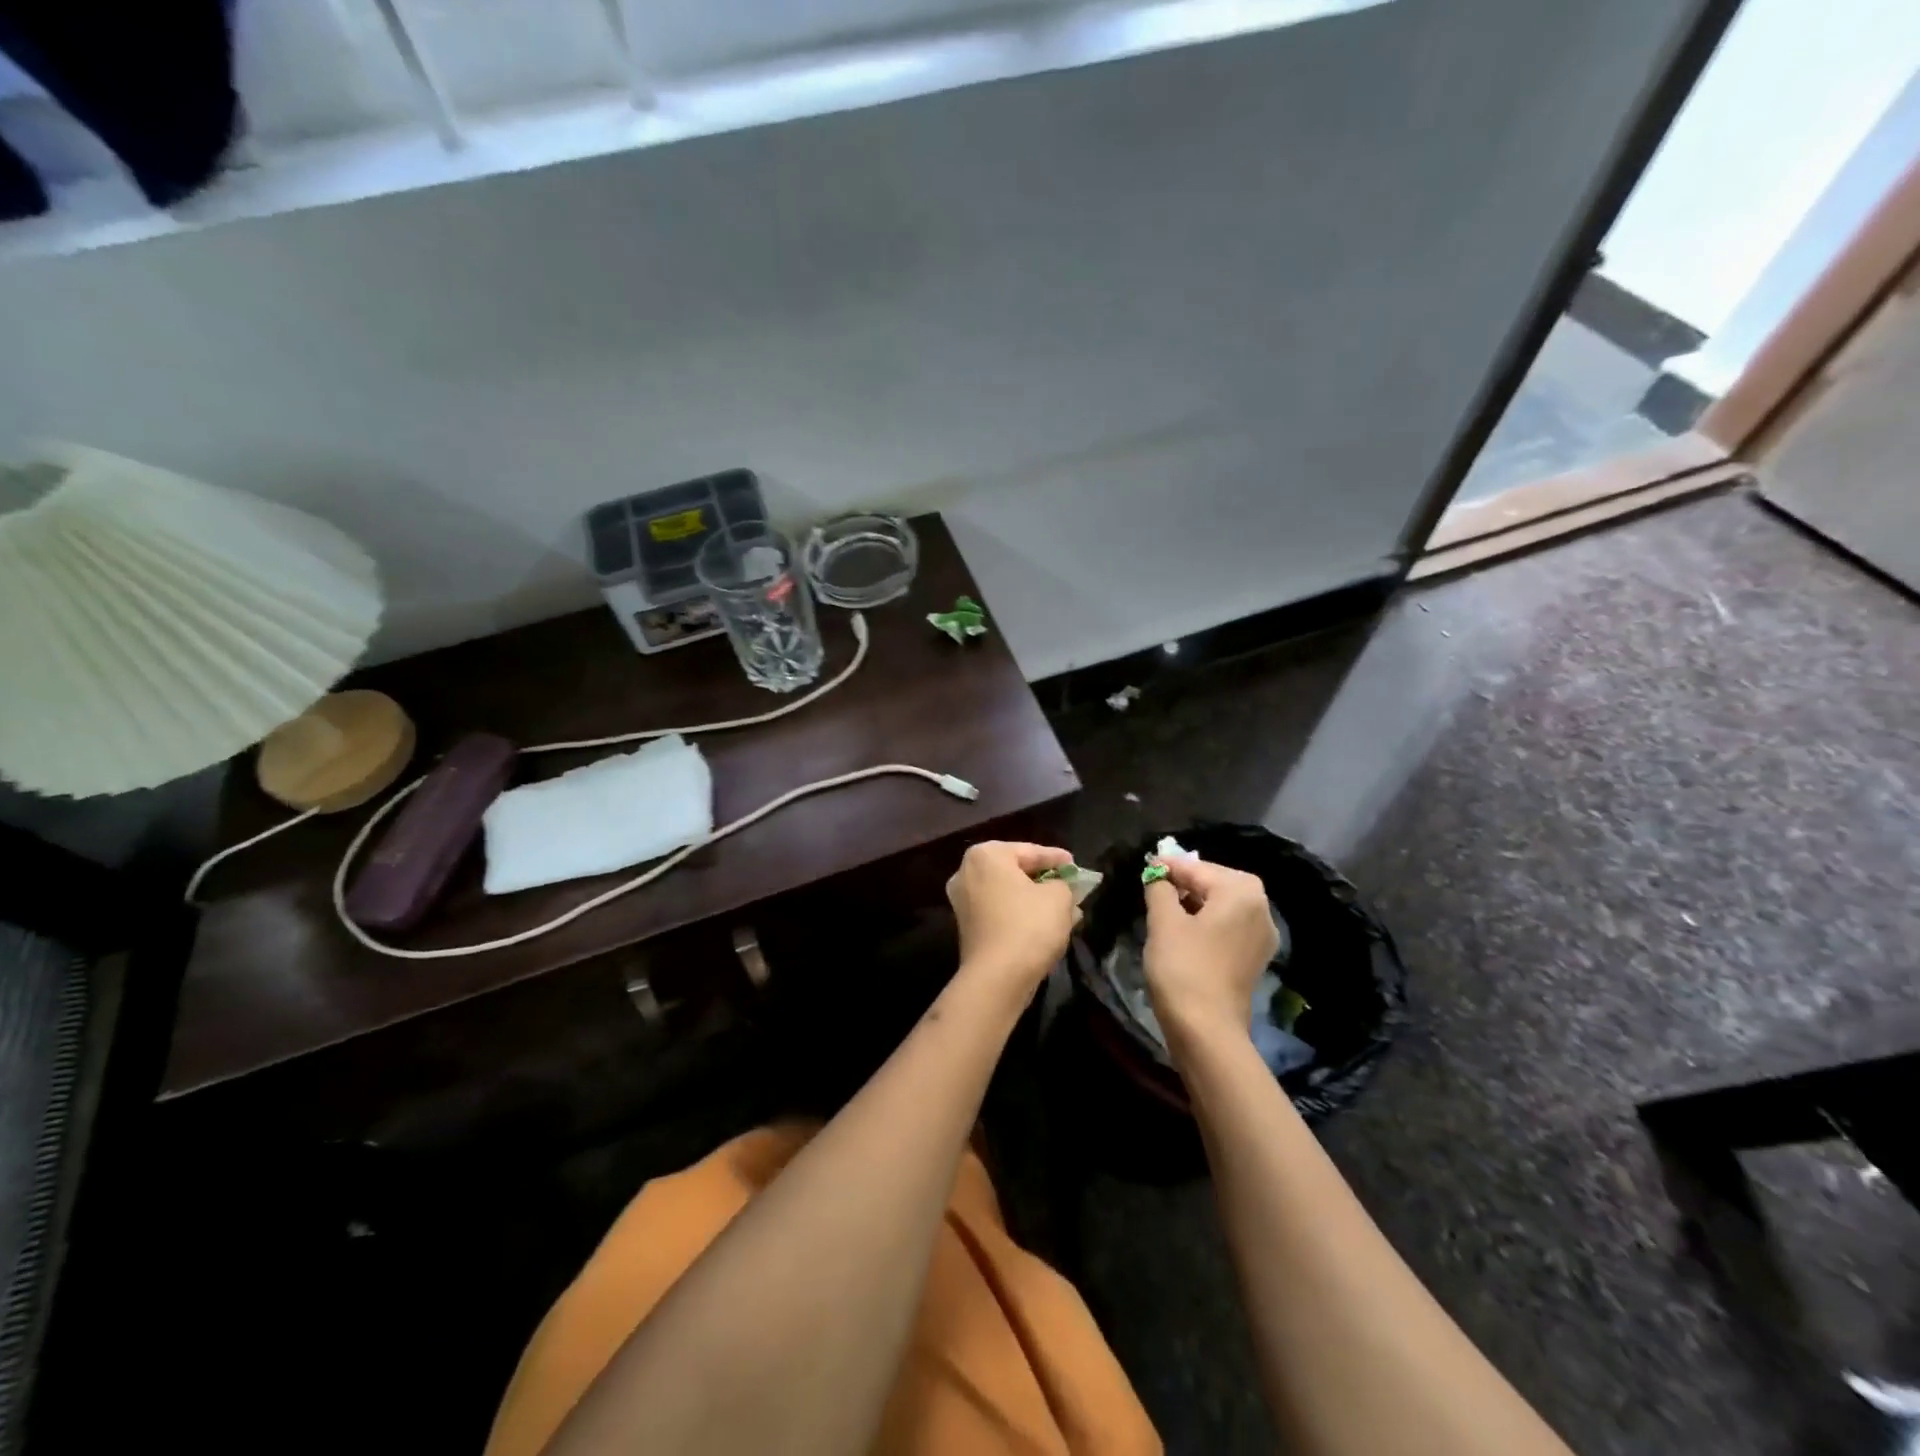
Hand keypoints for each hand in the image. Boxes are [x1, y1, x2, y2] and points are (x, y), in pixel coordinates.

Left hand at [946, 841, 1076, 995]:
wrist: (997, 978)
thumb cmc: (1029, 925)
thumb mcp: (1059, 897)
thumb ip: (1063, 884)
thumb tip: (1059, 888)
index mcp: (986, 855)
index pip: (1030, 851)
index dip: (1057, 858)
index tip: (1075, 865)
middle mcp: (967, 872)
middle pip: (1016, 871)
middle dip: (1045, 881)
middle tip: (1070, 886)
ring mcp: (963, 901)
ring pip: (1009, 894)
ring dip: (1036, 900)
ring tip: (1065, 908)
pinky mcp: (967, 927)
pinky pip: (1000, 912)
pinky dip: (1021, 915)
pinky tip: (1046, 925)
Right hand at [1143, 857, 1278, 1046]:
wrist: (1206, 1030)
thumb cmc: (1183, 967)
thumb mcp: (1163, 921)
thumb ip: (1160, 888)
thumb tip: (1159, 876)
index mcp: (1241, 892)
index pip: (1197, 868)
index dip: (1169, 867)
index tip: (1146, 866)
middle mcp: (1261, 908)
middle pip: (1216, 883)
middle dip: (1185, 883)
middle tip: (1154, 886)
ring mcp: (1262, 935)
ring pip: (1224, 905)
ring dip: (1196, 903)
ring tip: (1165, 908)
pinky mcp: (1256, 957)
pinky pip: (1230, 926)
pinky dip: (1208, 922)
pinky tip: (1185, 931)